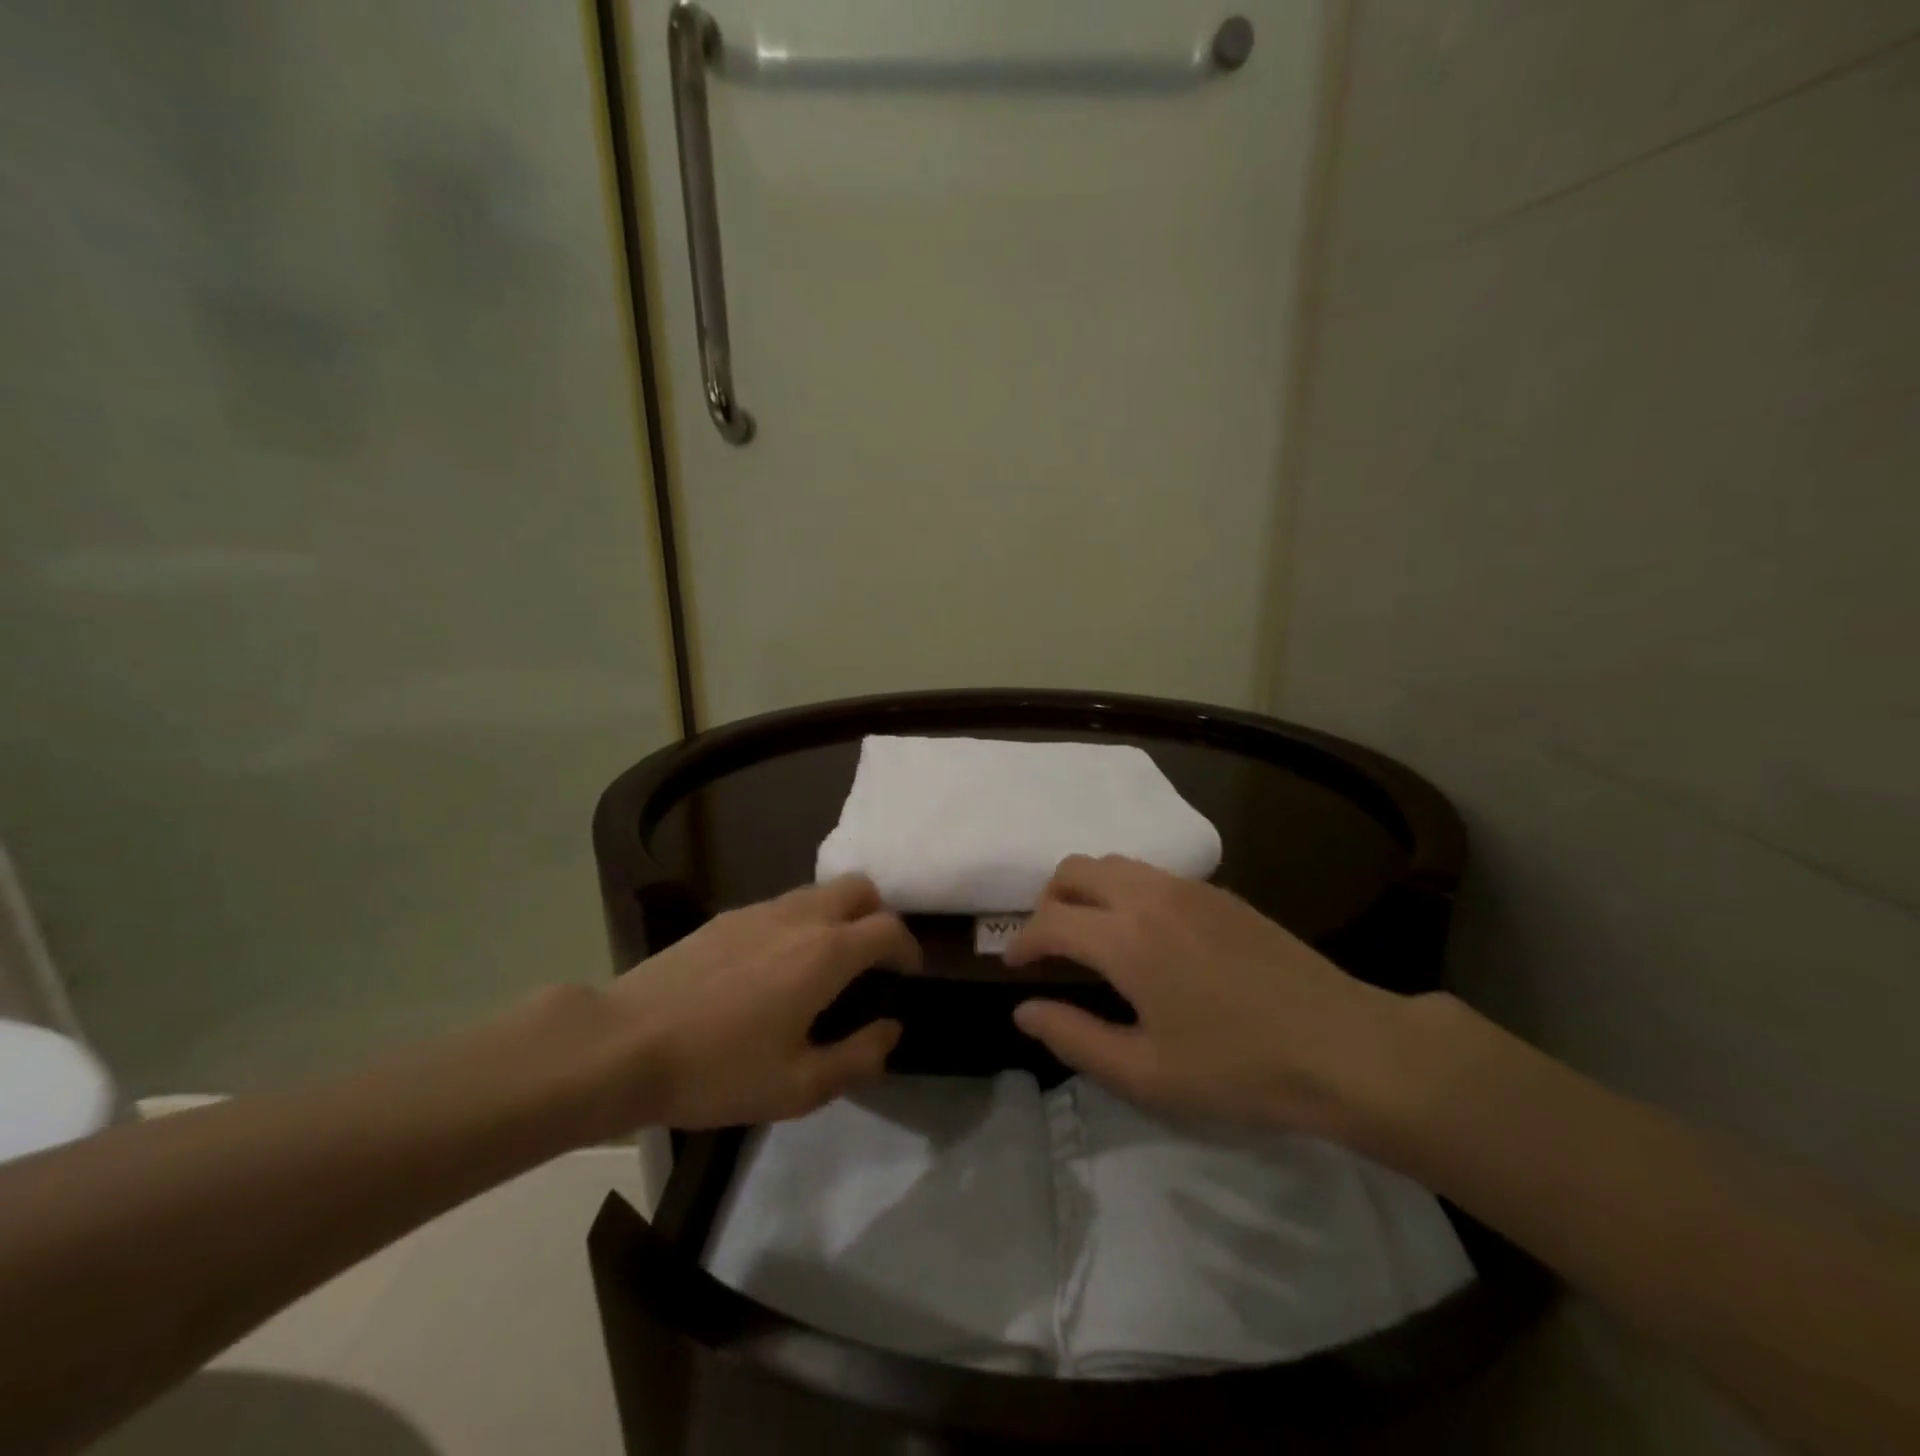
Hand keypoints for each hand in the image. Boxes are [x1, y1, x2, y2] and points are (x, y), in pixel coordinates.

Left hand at [596, 876, 918, 1130]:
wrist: (624, 1044)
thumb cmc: (718, 1070)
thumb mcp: (798, 1086)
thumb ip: (858, 1057)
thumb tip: (890, 1030)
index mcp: (826, 952)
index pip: (889, 928)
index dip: (909, 948)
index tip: (908, 974)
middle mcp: (800, 917)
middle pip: (859, 888)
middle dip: (878, 916)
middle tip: (872, 960)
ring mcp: (760, 911)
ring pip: (819, 892)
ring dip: (839, 916)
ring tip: (825, 964)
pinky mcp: (727, 917)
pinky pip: (782, 906)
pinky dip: (800, 922)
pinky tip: (775, 968)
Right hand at [1006, 855, 1414, 1137]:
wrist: (1343, 1046)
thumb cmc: (1239, 1069)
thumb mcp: (1146, 1072)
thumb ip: (1074, 1037)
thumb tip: (1024, 1011)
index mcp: (1125, 939)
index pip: (1049, 921)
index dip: (1021, 941)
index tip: (1011, 965)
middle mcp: (1150, 896)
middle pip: (1075, 869)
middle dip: (1047, 900)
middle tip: (1047, 944)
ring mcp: (1188, 888)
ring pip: (1114, 863)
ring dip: (1086, 889)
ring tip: (1089, 935)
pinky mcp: (1219, 892)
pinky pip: (1150, 873)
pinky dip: (1124, 890)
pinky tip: (1143, 933)